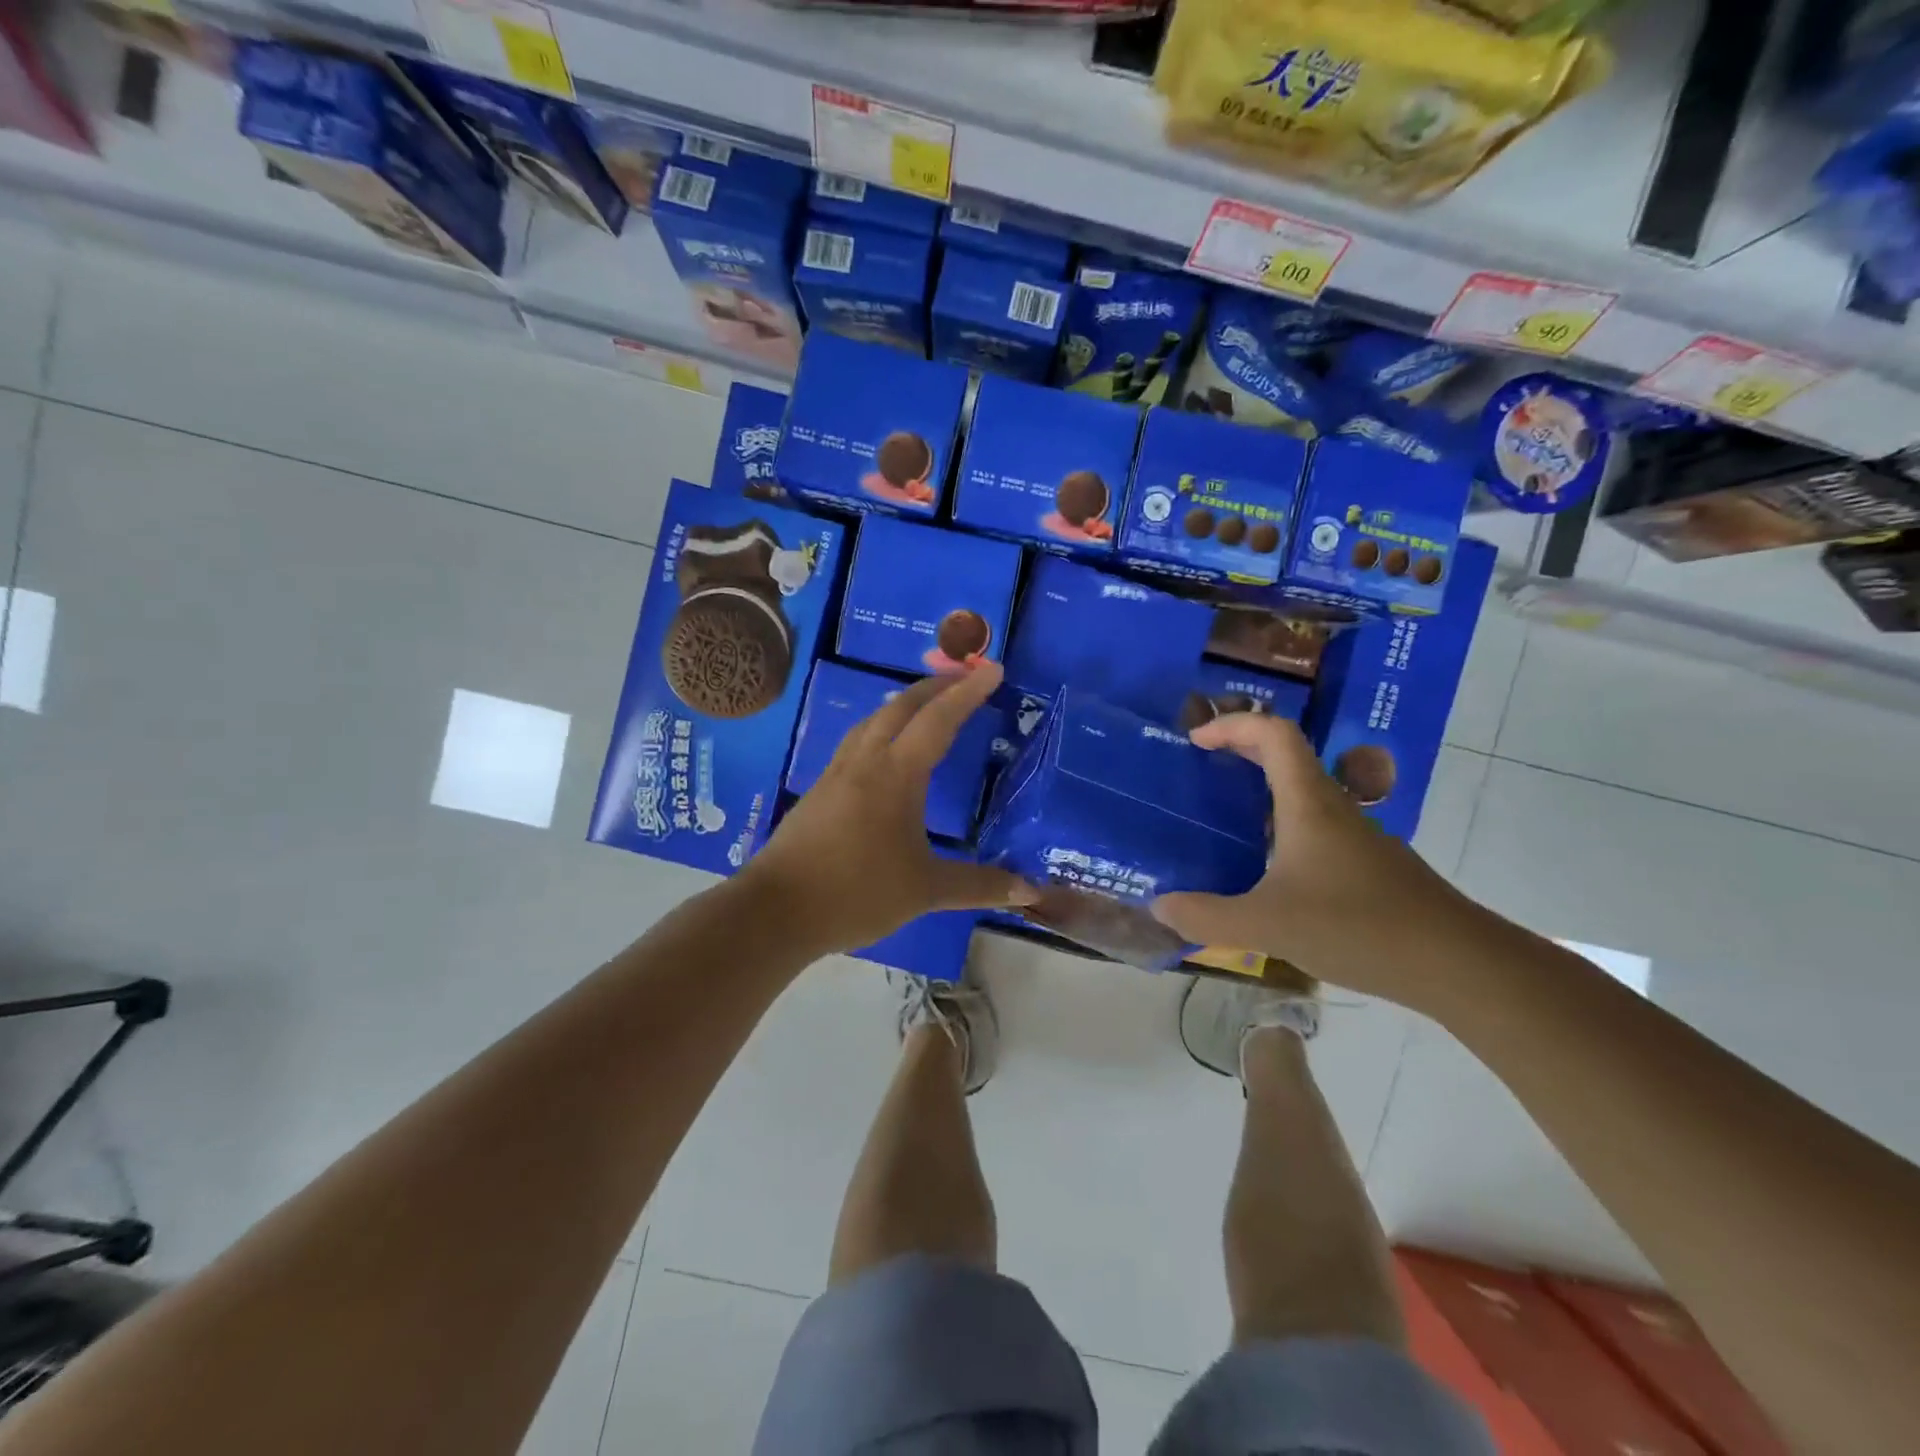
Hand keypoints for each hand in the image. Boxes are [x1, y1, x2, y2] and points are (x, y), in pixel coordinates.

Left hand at [746, 662, 1036, 953]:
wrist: (776, 910)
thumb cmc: (857, 892)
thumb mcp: (925, 890)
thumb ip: (978, 885)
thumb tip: (1029, 890)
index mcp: (896, 774)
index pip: (939, 720)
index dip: (968, 692)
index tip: (993, 669)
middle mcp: (865, 761)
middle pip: (901, 707)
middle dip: (935, 686)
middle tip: (964, 678)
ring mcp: (837, 773)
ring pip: (873, 721)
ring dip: (904, 705)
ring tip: (927, 706)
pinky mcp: (819, 790)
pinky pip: (857, 742)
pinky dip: (881, 729)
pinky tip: (884, 752)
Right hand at [1150, 713, 1467, 999]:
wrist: (1458, 964)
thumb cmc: (1358, 926)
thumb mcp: (1267, 925)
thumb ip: (1207, 916)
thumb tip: (1159, 906)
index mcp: (1308, 803)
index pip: (1273, 734)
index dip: (1233, 725)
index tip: (1197, 741)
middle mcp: (1334, 808)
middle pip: (1288, 756)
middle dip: (1242, 751)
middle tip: (1202, 769)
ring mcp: (1357, 836)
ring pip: (1304, 794)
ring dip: (1262, 792)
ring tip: (1224, 821)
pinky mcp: (1369, 865)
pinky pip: (1316, 828)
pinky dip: (1282, 829)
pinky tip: (1268, 872)